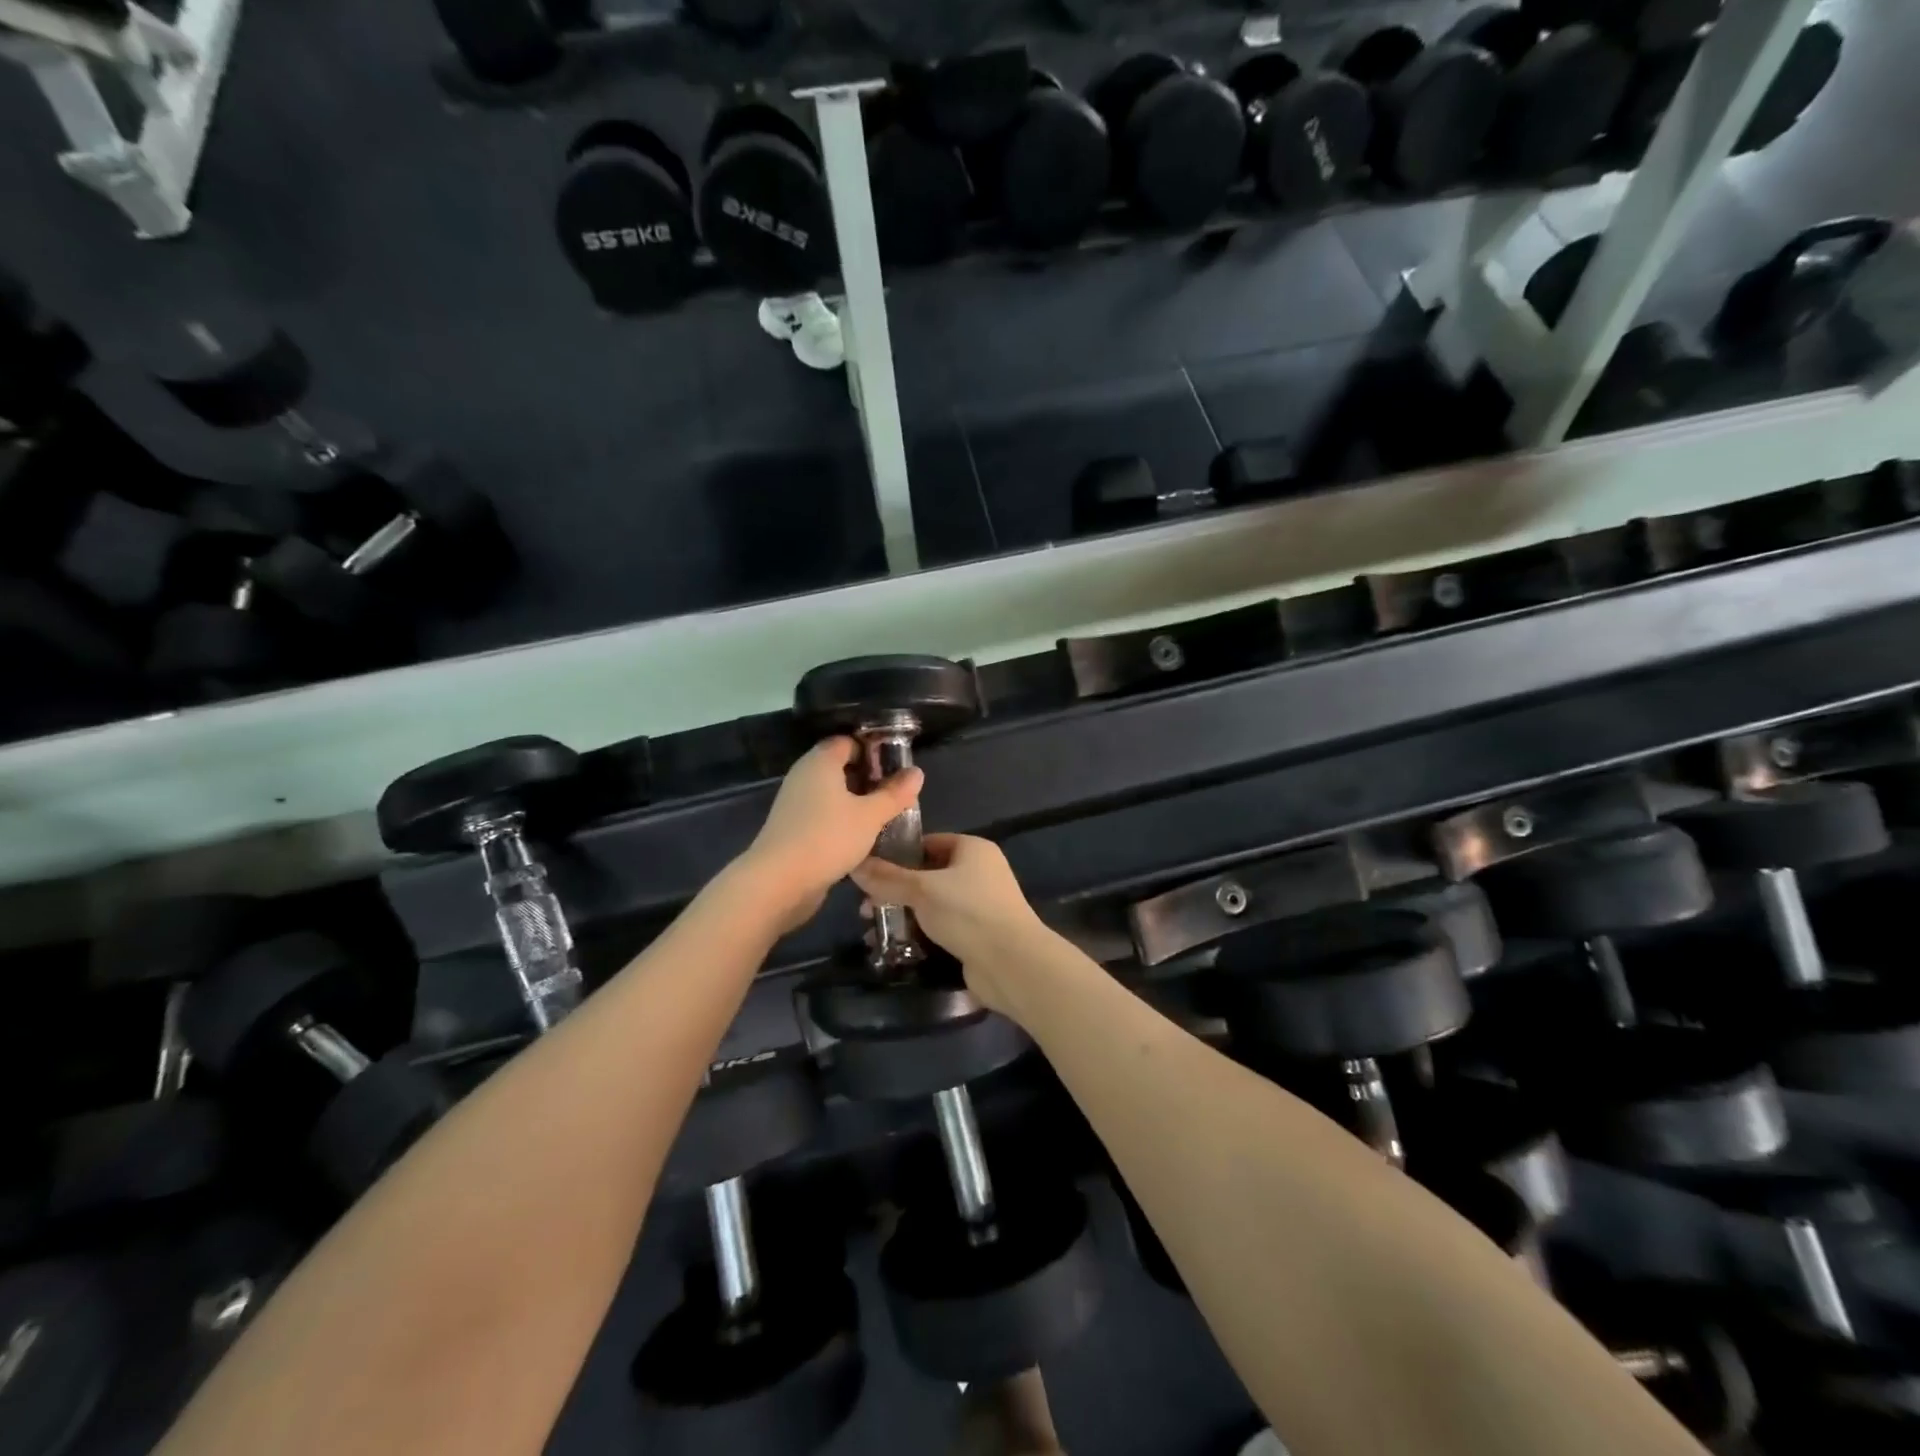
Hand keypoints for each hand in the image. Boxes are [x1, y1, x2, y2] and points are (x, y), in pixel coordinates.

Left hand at [735, 736, 922, 932]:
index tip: (896, 768)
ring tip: (883, 817)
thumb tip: (917, 772)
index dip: (873, 750)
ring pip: (832, 793)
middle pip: (840, 767)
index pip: (848, 742)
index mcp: (821, 762)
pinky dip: (841, 820)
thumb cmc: (828, 838)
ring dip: (856, 802)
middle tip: (895, 794)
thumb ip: (895, 793)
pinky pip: (822, 814)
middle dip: (868, 778)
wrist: (779, 882)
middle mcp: (804, 776)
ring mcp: (795, 803)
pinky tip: (861, 838)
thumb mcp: (870, 816)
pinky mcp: (792, 828)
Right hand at [850, 835, 1048, 1012]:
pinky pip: (942, 926)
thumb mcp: (922, 890)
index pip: (928, 842)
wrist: (1011, 964)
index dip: (897, 854)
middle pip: (928, 874)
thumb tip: (855, 865)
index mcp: (972, 849)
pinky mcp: (978, 933)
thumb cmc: (968, 913)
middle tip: (866, 908)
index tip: (868, 871)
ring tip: (874, 930)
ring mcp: (980, 904)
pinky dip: (920, 933)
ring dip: (905, 914)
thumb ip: (887, 878)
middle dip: (896, 890)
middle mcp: (979, 871)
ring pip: (933, 903)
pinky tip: (895, 946)